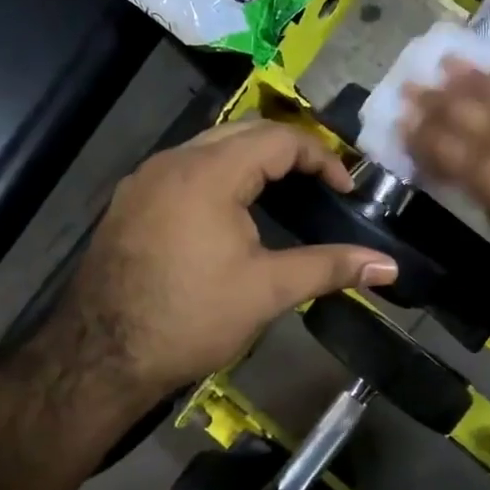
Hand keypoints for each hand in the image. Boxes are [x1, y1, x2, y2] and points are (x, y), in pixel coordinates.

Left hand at [31, 120, 397, 404]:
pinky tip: (231, 211)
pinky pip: (185, 168)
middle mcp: (173, 161)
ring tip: (283, 193)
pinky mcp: (129, 201)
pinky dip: (220, 174)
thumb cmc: (191, 317)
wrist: (100, 358)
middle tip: (320, 185)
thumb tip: (389, 267)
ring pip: (210, 146)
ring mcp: (145, 179)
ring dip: (251, 159)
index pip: (278, 138)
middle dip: (288, 151)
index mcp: (209, 173)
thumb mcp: (268, 290)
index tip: (346, 189)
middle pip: (244, 131)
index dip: (321, 158)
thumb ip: (330, 267)